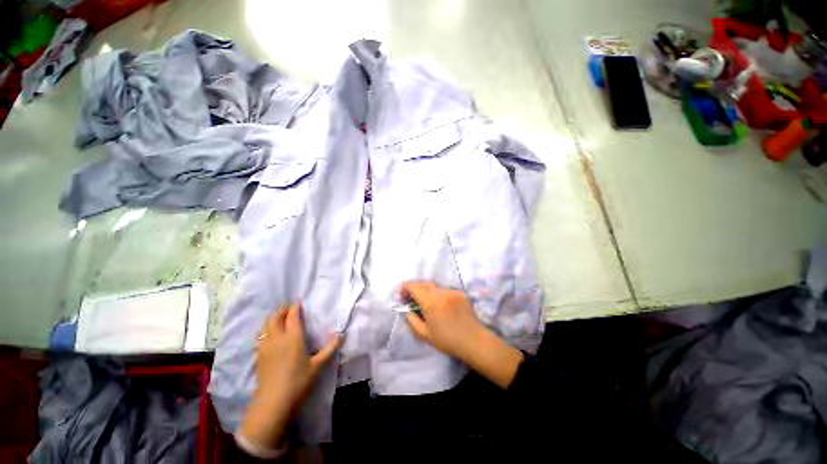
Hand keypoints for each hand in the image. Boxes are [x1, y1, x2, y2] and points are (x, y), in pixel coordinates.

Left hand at [239, 303, 340, 450]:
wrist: (273, 403)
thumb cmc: (298, 382)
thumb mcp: (318, 365)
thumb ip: (330, 348)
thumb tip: (340, 334)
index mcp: (293, 337)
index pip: (292, 316)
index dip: (295, 307)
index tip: (298, 302)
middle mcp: (277, 338)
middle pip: (276, 317)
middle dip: (282, 309)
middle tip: (289, 308)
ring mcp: (265, 346)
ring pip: (266, 325)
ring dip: (272, 318)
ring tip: (279, 317)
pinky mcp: (259, 355)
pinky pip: (261, 335)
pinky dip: (266, 329)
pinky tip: (270, 334)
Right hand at [401, 281, 486, 360]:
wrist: (473, 341)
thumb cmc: (447, 340)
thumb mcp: (425, 335)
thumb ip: (412, 320)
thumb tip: (408, 310)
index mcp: (431, 302)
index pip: (414, 287)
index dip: (405, 288)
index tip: (401, 295)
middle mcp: (441, 292)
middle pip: (424, 283)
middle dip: (416, 288)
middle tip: (412, 298)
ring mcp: (452, 291)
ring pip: (435, 287)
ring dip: (428, 292)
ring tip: (428, 304)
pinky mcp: (460, 293)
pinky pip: (446, 291)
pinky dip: (440, 295)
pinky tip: (443, 307)